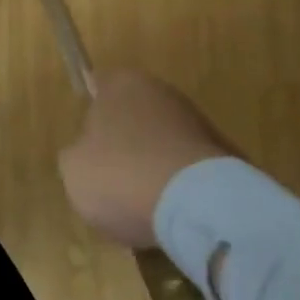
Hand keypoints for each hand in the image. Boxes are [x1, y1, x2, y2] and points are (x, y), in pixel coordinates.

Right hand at [59, 70, 237, 246]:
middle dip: (127, 145)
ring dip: (156, 167)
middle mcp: (160, 91)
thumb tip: (88, 154)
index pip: (99, 89)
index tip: (89, 150)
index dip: (92, 119)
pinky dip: (183, 188)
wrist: (198, 205)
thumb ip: (77, 154)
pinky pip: (190, 171)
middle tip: (115, 182)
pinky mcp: (226, 156)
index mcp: (121, 83)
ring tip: (147, 208)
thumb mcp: (74, 169)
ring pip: (164, 144)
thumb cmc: (122, 175)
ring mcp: (197, 122)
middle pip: (134, 117)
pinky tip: (175, 216)